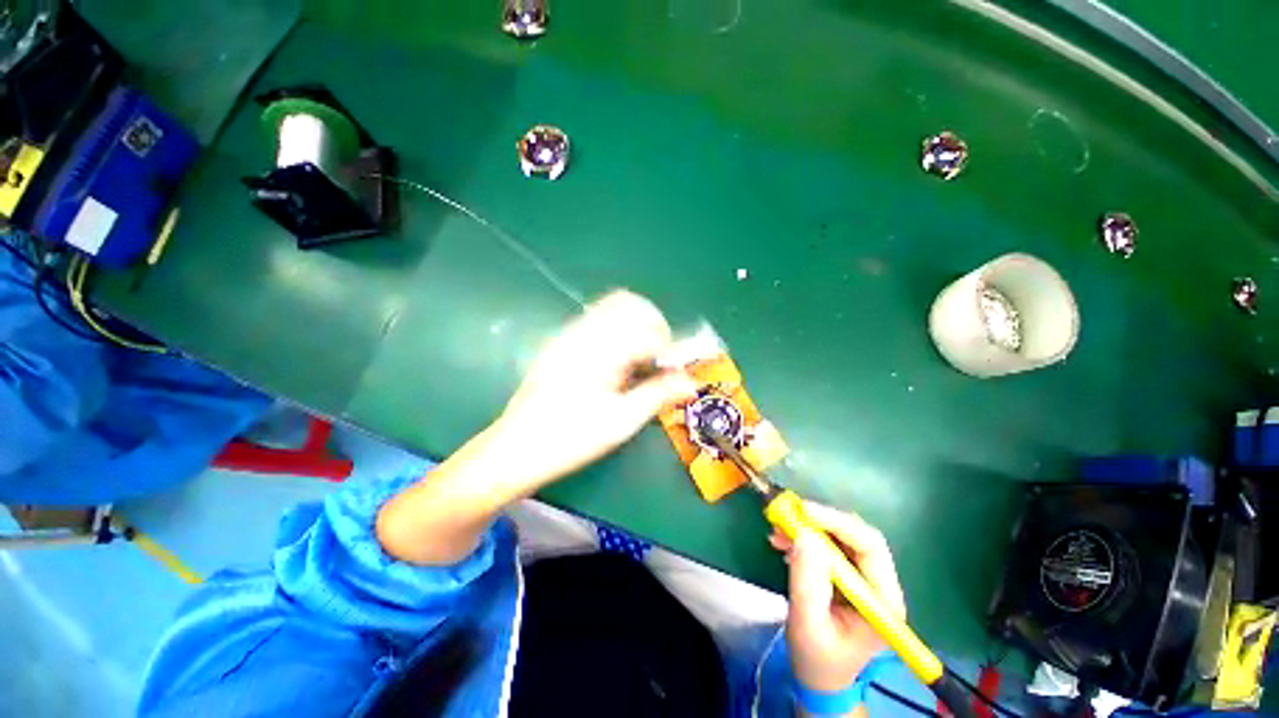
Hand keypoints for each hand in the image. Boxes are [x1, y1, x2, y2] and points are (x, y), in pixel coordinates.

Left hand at [377, 290, 696, 565]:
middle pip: (630, 303)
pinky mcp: (561, 341)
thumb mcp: (621, 421)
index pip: (648, 329)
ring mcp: (569, 333)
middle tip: (658, 357)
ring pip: (612, 306)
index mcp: (601, 350)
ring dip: (635, 324)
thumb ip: (658, 394)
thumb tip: (691, 382)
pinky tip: (616, 360)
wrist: (517, 447)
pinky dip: (617, 329)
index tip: (673, 370)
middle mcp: (584, 331)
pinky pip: (596, 319)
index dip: (668, 347)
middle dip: (653, 325)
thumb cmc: (571, 438)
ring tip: (639, 358)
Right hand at [770, 502, 906, 693]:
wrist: (819, 675)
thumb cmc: (816, 658)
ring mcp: (865, 578)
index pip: (870, 546)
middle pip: (857, 535)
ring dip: (809, 528)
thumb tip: (803, 535)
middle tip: (788, 515)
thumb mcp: (807, 623)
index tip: (803, 511)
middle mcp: (880, 584)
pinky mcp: (848, 574)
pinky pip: (829, 544)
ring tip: (779, 531)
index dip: (837, 522)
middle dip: (821, 521)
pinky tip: (784, 542)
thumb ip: (807, 580)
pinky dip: (805, 537)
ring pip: (841, 536)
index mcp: (883, 601)